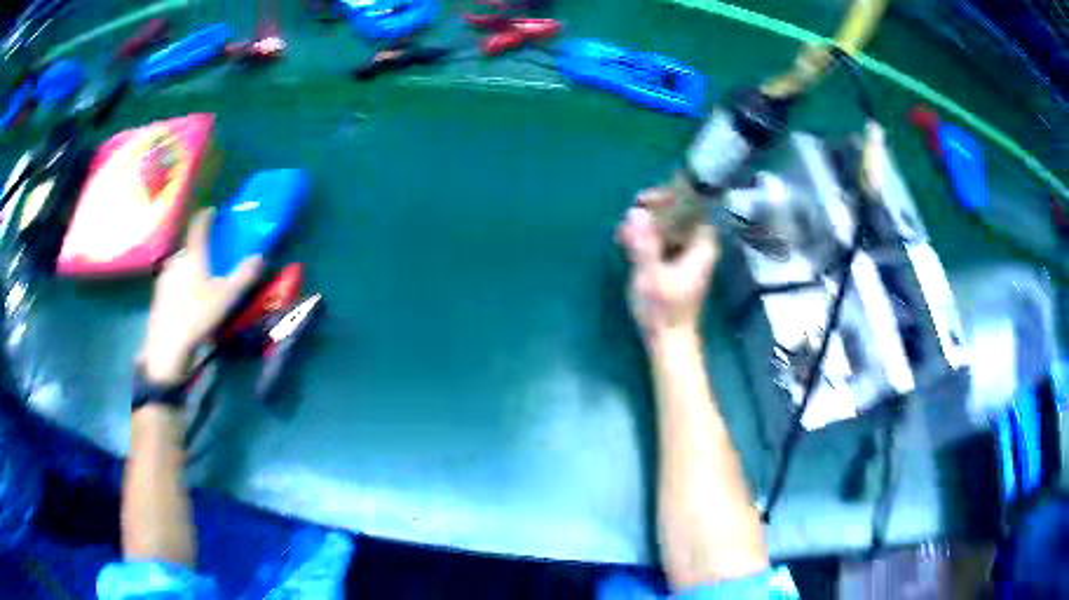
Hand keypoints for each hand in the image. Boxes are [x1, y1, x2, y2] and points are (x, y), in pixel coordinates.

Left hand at [140, 209, 263, 384]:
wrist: (168, 345)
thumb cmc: (198, 315)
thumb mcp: (227, 297)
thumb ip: (244, 275)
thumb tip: (260, 256)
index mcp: (194, 255)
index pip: (199, 226)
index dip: (207, 216)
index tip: (213, 212)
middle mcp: (177, 260)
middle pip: (190, 248)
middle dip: (201, 250)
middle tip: (212, 260)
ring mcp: (165, 277)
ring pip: (180, 266)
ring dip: (190, 269)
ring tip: (200, 284)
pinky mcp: (158, 295)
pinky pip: (172, 281)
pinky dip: (181, 284)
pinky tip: (187, 302)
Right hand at [617, 188, 719, 343]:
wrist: (670, 342)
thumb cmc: (663, 310)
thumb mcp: (650, 275)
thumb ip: (643, 243)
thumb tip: (635, 212)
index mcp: (702, 245)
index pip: (693, 205)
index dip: (671, 196)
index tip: (644, 199)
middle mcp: (700, 246)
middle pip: (682, 213)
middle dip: (655, 209)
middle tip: (630, 212)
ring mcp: (689, 255)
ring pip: (672, 226)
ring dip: (649, 223)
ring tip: (625, 228)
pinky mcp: (678, 264)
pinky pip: (665, 239)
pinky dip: (649, 236)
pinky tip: (629, 240)